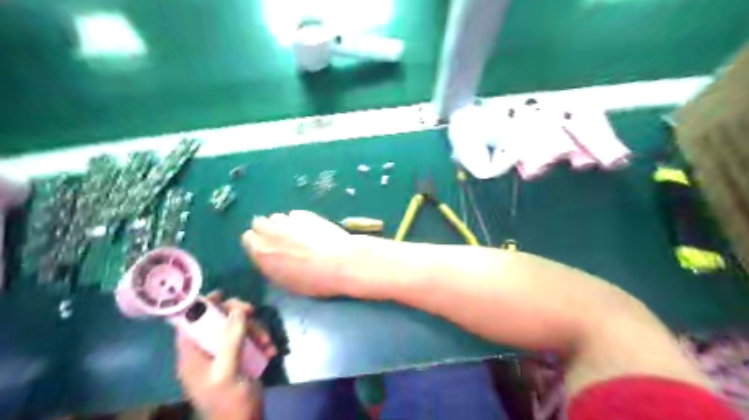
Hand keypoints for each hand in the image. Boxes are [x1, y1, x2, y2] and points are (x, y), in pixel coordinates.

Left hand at [176, 293, 276, 419]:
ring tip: (267, 343)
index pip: (189, 323)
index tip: (221, 295)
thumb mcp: (228, 370)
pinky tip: (270, 351)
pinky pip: (250, 338)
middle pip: (217, 320)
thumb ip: (231, 339)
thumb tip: (237, 309)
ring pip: (237, 327)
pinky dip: (261, 341)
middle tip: (252, 312)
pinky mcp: (239, 356)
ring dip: (255, 330)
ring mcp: (224, 353)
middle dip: (237, 315)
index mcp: (192, 354)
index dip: (201, 306)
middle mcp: (205, 350)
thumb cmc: (229, 401)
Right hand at [242, 212, 362, 297]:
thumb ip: (270, 265)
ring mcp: (288, 220)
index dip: (258, 243)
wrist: (340, 262)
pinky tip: (311, 229)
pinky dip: (299, 220)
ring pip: (277, 217)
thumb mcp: (284, 282)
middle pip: (259, 223)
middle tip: (281, 239)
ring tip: (298, 234)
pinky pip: (295, 214)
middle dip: (267, 229)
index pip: (248, 238)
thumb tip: (269, 258)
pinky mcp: (305, 214)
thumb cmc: (313, 280)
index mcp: (261, 252)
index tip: (267, 248)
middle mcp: (270, 233)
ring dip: (283, 224)